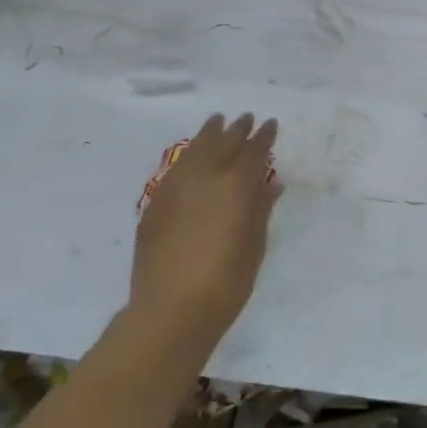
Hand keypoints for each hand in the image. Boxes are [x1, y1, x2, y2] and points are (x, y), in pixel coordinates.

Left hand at [131, 113, 281, 343]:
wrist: (171, 309)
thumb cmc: (227, 281)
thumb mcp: (255, 245)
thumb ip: (261, 209)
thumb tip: (270, 184)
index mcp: (236, 185)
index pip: (254, 150)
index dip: (264, 136)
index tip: (271, 124)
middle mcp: (205, 177)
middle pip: (223, 142)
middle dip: (237, 129)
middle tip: (246, 118)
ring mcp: (175, 187)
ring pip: (195, 149)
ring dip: (209, 134)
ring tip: (217, 122)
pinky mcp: (155, 203)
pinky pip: (176, 168)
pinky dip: (189, 156)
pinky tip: (192, 157)